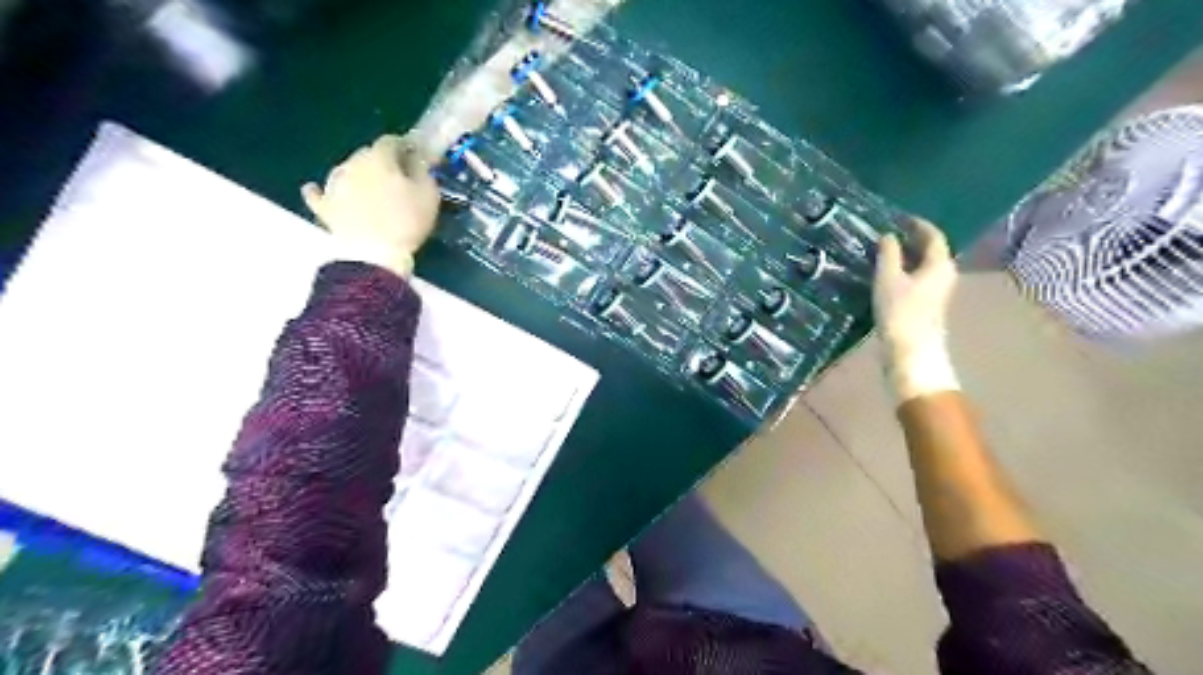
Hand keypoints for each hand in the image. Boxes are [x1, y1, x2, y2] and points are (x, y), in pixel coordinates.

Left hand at [302, 135, 441, 276]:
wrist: (374, 255)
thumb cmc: (406, 222)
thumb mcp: (428, 195)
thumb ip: (424, 171)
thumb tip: (418, 158)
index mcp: (379, 158)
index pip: (391, 141)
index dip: (405, 147)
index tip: (416, 157)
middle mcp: (351, 164)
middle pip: (367, 154)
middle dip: (382, 162)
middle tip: (397, 178)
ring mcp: (333, 185)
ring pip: (345, 171)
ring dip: (358, 175)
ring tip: (371, 190)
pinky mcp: (324, 208)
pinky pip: (318, 194)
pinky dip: (322, 191)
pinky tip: (321, 191)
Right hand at [877, 219, 960, 402]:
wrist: (911, 351)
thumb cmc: (900, 311)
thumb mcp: (888, 278)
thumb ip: (888, 254)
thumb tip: (888, 236)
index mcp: (939, 264)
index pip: (933, 236)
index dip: (917, 224)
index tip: (900, 218)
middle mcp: (944, 275)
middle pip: (931, 251)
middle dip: (912, 240)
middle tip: (889, 233)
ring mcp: (937, 292)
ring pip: (924, 266)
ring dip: (907, 257)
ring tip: (884, 253)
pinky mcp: (927, 306)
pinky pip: (918, 279)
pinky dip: (905, 272)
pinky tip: (888, 275)